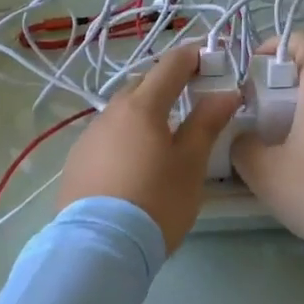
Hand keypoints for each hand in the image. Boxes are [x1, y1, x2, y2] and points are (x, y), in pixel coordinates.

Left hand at [56, 46, 240, 251]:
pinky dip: (125, 137)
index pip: (171, 65)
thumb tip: (226, 92)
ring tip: (164, 136)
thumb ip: (207, 123)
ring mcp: (89, 137)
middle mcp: (110, 112)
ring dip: (144, 113)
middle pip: (142, 86)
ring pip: (122, 112)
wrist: (98, 246)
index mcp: (142, 106)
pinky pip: (107, 137)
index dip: (193, 57)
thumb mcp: (191, 164)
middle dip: (167, 84)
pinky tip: (134, 162)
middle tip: (192, 98)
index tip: (212, 59)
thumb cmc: (156, 201)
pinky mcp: (77, 161)